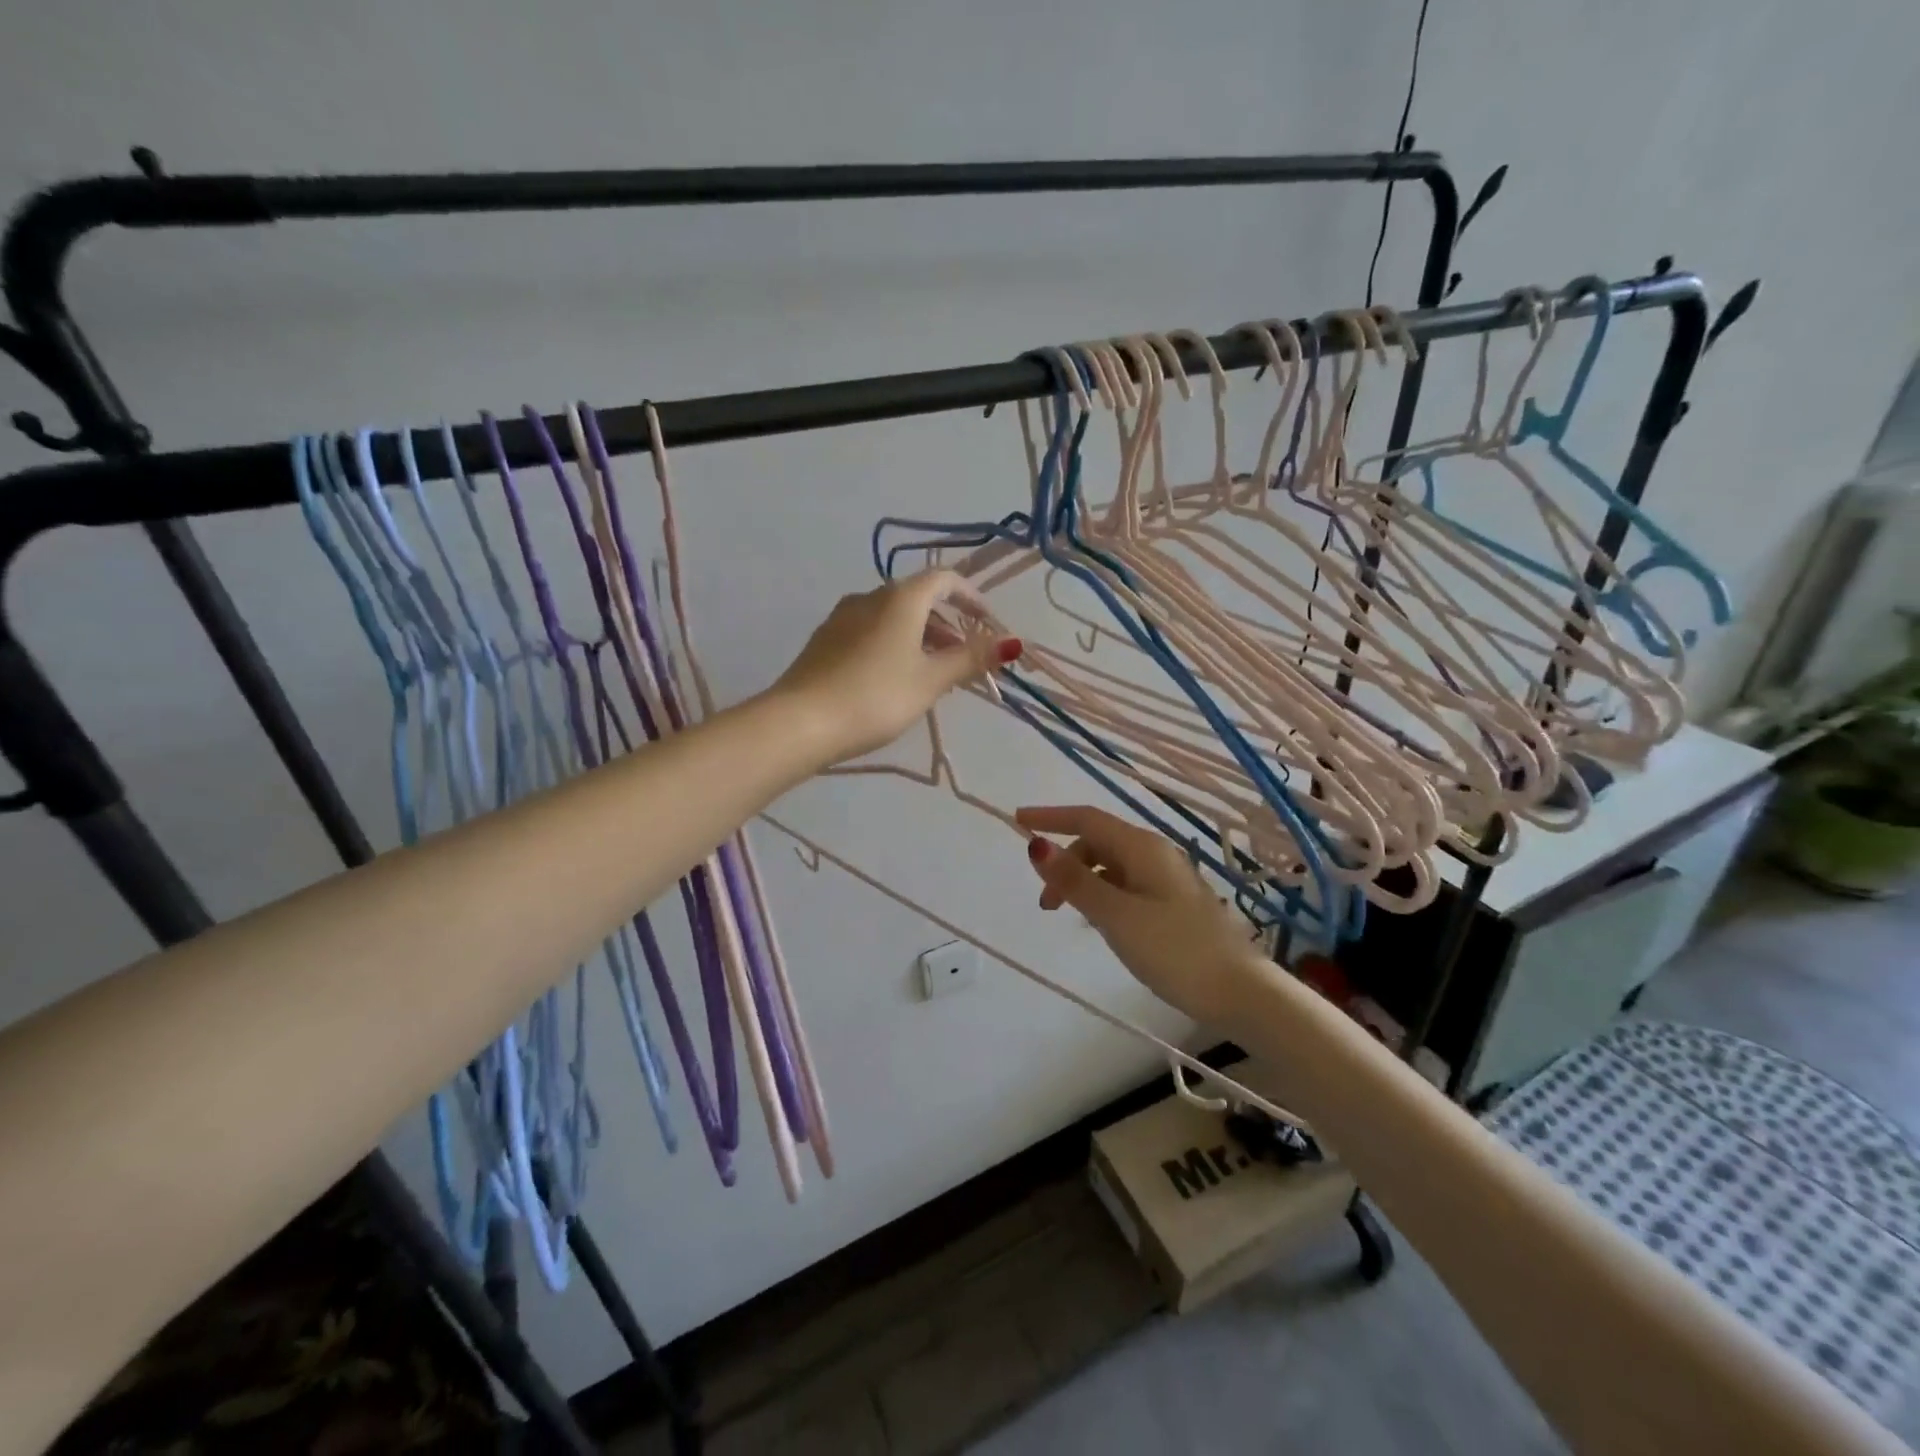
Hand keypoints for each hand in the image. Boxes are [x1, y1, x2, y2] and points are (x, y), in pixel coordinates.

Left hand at [769, 570, 1020, 765]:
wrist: (800, 721)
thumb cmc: (876, 696)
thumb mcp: (930, 680)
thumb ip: (970, 659)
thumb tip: (1012, 643)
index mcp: (900, 598)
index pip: (944, 579)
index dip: (972, 598)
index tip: (989, 625)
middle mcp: (869, 596)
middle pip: (918, 599)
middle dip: (948, 624)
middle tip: (965, 659)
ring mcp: (842, 618)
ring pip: (893, 617)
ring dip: (921, 637)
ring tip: (935, 674)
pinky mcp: (825, 641)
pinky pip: (871, 632)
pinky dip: (894, 644)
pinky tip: (896, 678)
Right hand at [1016, 805, 1268, 1024]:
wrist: (1239, 991)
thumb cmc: (1174, 949)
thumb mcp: (1115, 916)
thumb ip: (1075, 881)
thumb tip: (1036, 845)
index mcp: (1141, 847)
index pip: (1086, 818)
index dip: (1049, 817)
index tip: (1017, 821)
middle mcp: (1154, 853)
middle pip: (1097, 842)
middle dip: (1065, 863)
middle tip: (1046, 905)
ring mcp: (1165, 877)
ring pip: (1110, 866)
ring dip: (1083, 882)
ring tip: (1073, 919)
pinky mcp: (1172, 901)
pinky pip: (1126, 885)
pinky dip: (1104, 895)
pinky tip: (1103, 925)